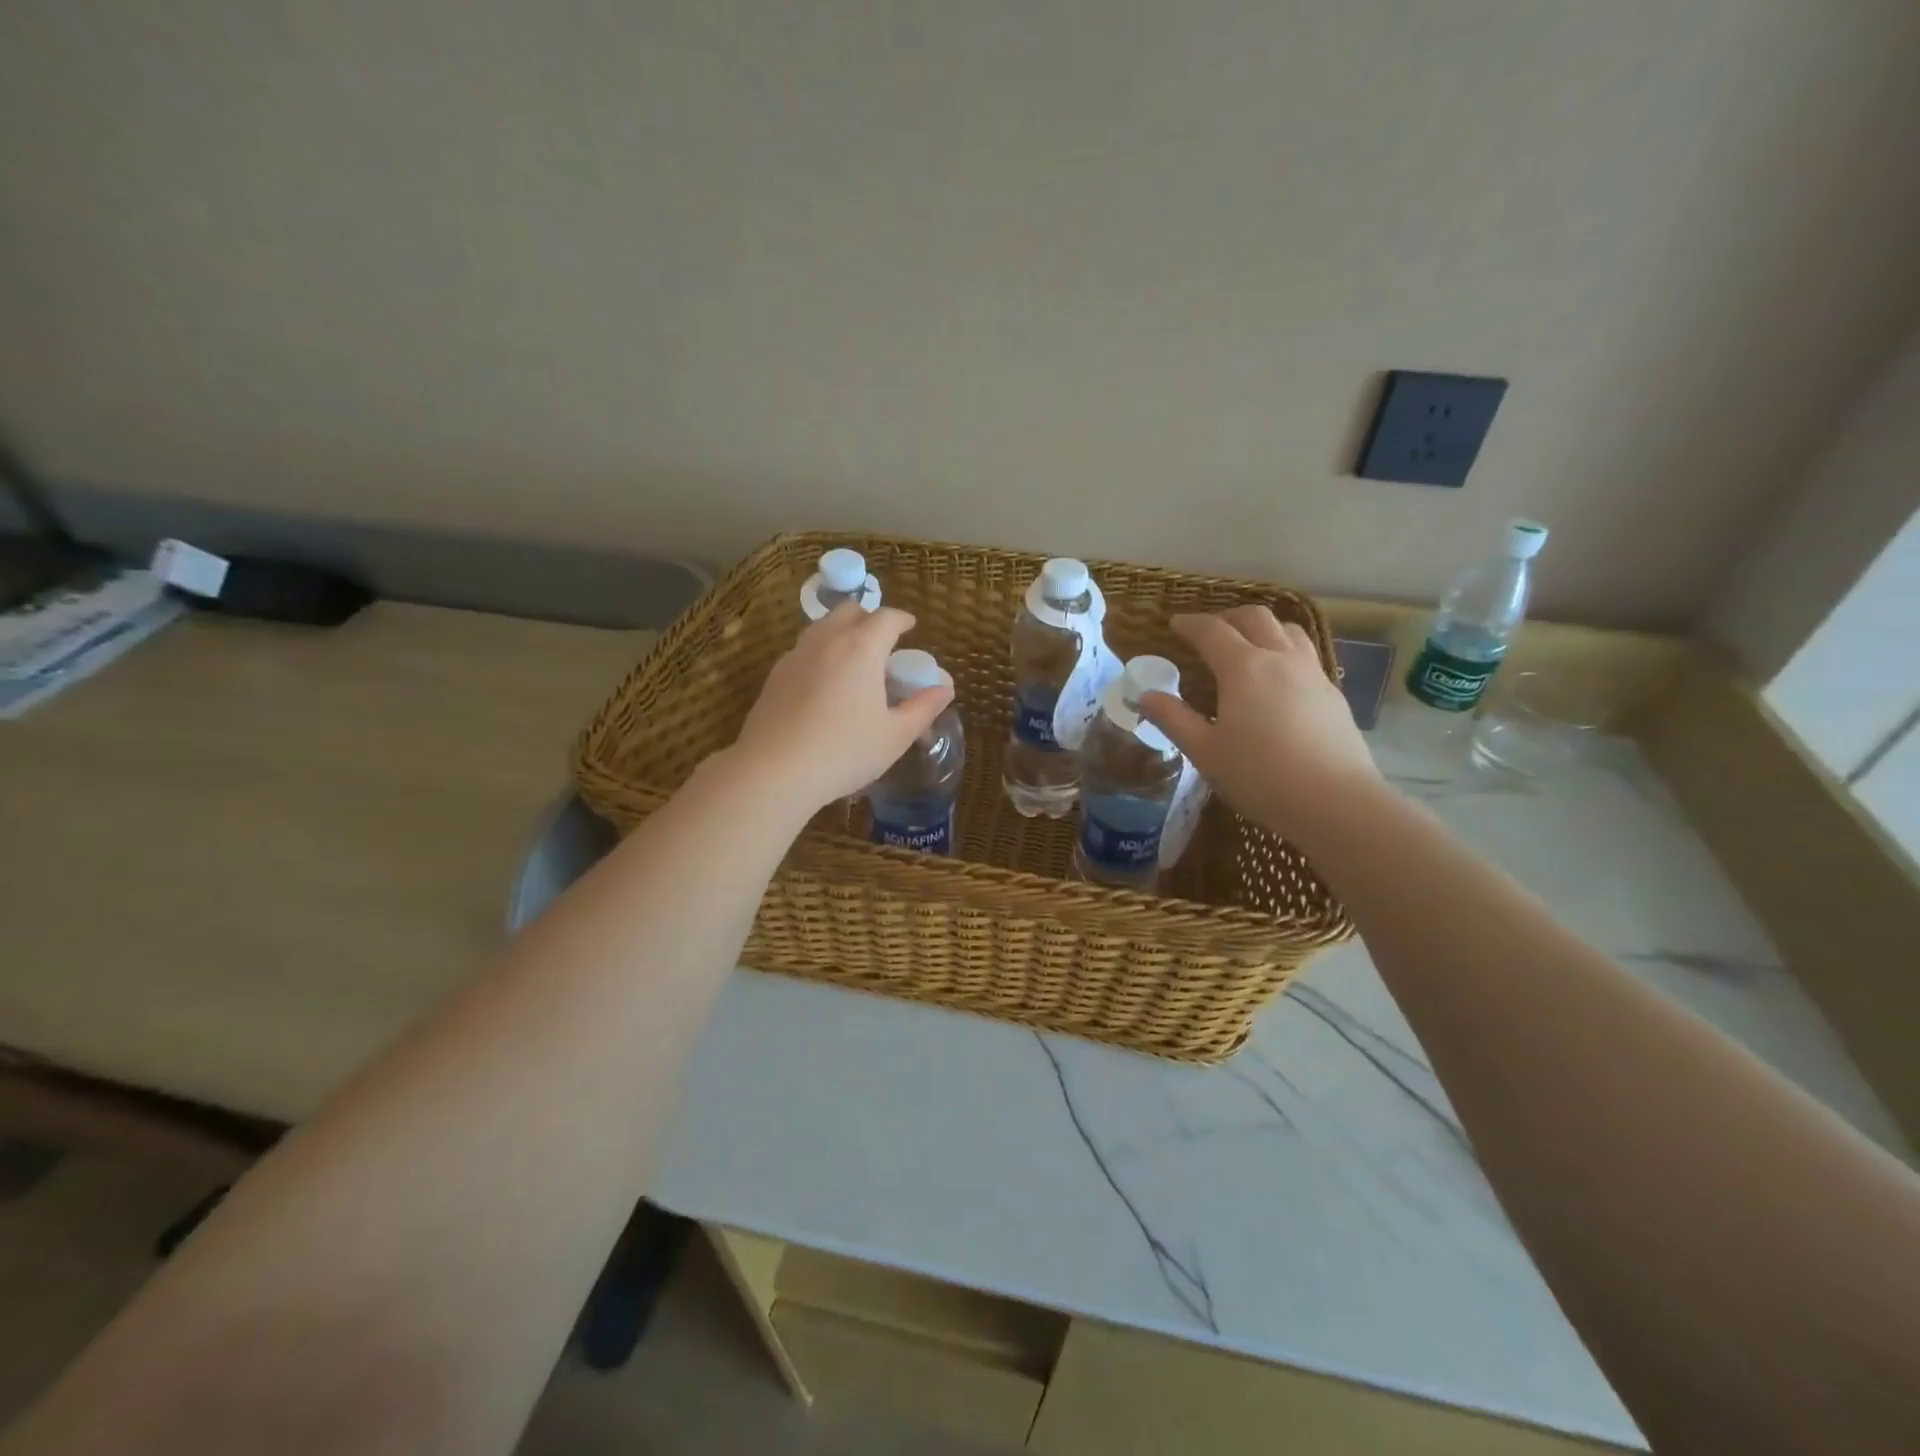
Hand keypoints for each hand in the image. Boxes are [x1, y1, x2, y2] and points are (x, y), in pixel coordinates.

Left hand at [725, 604, 953, 813]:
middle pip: (849, 611)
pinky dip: (820, 653)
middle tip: (883, 642)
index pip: (886, 617)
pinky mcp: (774, 675)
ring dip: (842, 633)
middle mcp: (826, 640)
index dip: (902, 619)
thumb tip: (945, 688)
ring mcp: (795, 655)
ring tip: (854, 661)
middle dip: (869, 619)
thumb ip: (923, 708)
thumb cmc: (844, 752)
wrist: (774, 771)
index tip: (911, 627)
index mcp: (861, 648)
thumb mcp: (895, 736)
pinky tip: (825, 684)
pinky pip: (804, 650)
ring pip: (822, 627)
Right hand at [1138, 606, 1383, 843]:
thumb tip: (1145, 696)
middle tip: (1209, 630)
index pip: (1212, 631)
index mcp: (1243, 668)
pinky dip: (1285, 651)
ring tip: (1248, 644)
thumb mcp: (1204, 751)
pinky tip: (1279, 679)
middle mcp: (1280, 659)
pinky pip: (1306, 655)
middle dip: (1228, 617)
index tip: (1174, 624)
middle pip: (1256, 618)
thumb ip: (1173, 719)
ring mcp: (1313, 673)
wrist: (1334, 801)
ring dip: (1263, 628)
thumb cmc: (1259, 776)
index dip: (1190, 624)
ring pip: (1289, 630)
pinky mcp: (1333, 694)